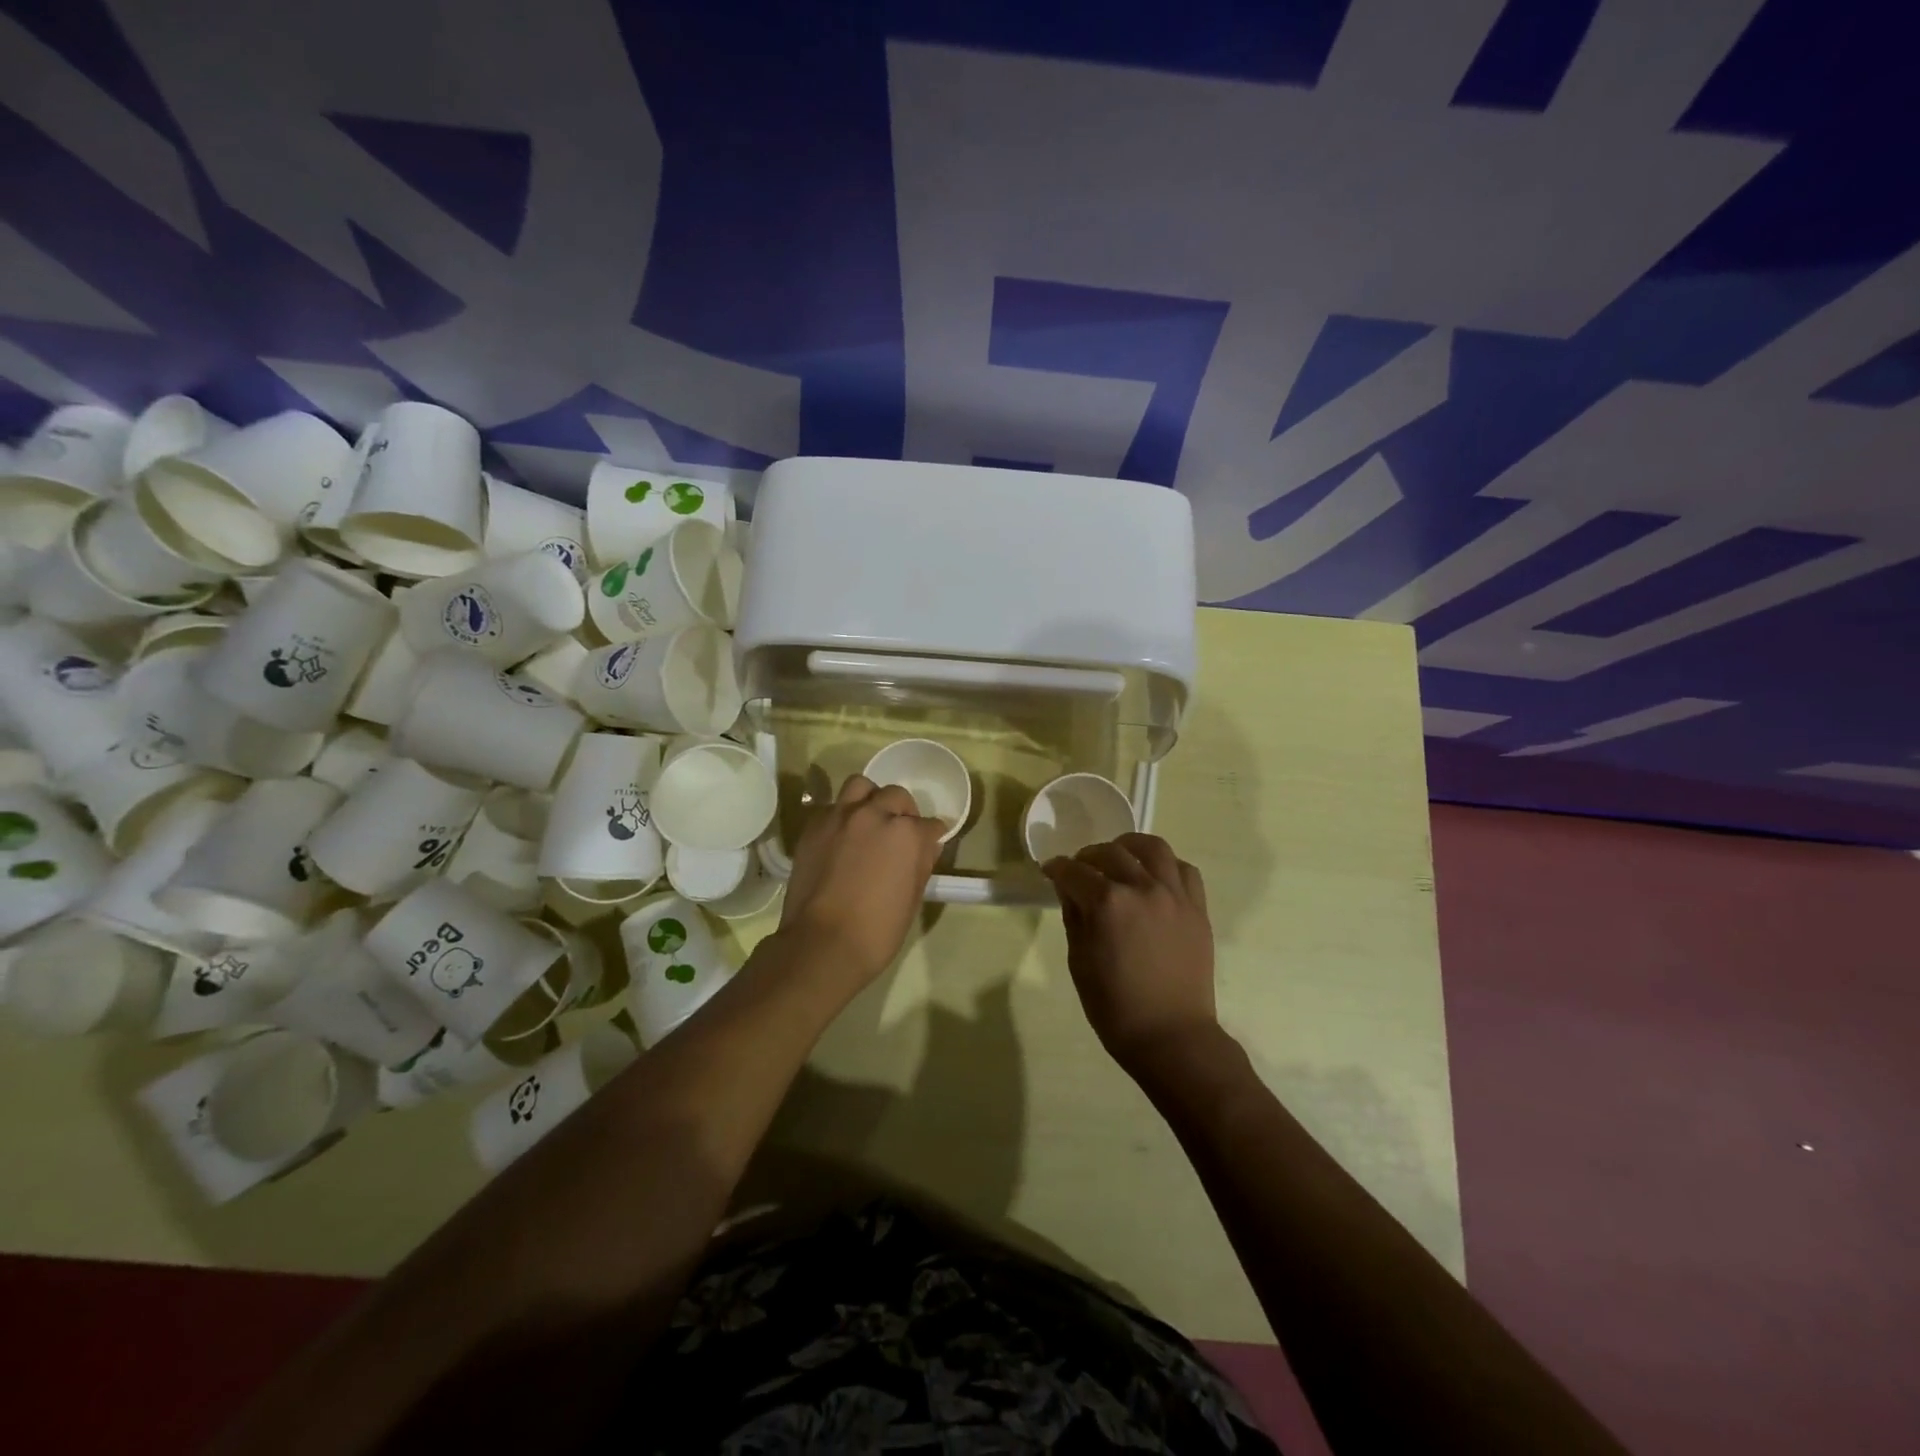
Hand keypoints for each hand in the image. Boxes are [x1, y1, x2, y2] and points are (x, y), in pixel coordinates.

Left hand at [777, 774, 946, 983]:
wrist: (822, 943)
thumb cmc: (877, 930)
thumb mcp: (913, 898)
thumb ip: (921, 863)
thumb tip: (926, 846)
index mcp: (906, 834)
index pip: (929, 824)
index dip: (931, 835)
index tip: (929, 844)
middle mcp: (875, 814)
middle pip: (896, 796)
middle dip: (903, 812)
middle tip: (899, 832)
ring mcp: (841, 816)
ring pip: (861, 786)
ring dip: (870, 799)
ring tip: (869, 820)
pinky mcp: (814, 826)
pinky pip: (832, 806)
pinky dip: (842, 815)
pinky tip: (842, 836)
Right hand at [1042, 833, 1218, 1078]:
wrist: (1172, 1036)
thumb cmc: (1115, 1007)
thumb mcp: (1079, 962)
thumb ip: (1074, 918)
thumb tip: (1071, 891)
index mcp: (1107, 904)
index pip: (1074, 871)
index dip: (1057, 868)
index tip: (1050, 871)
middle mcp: (1142, 888)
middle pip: (1110, 853)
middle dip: (1088, 856)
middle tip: (1080, 869)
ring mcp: (1174, 896)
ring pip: (1152, 848)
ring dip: (1129, 847)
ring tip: (1120, 857)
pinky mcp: (1197, 908)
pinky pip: (1184, 870)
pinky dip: (1165, 866)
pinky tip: (1154, 877)